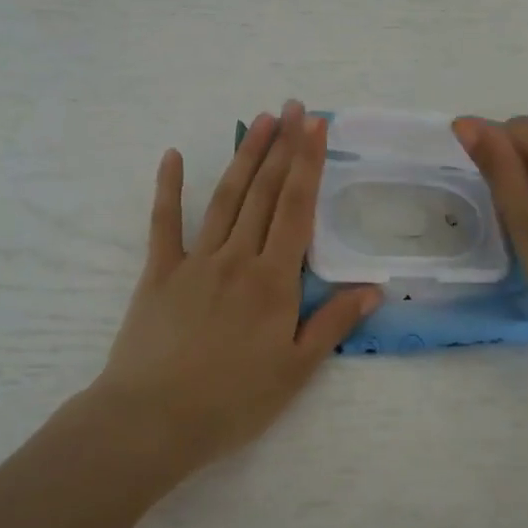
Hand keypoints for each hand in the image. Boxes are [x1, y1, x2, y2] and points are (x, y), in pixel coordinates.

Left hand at [93, 102, 380, 474]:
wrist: (153, 420)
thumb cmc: (232, 401)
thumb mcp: (295, 371)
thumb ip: (333, 324)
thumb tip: (373, 289)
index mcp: (274, 280)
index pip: (297, 209)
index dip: (308, 163)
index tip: (315, 126)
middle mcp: (238, 257)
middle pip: (265, 192)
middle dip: (282, 146)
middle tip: (293, 107)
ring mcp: (196, 260)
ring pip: (226, 197)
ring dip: (245, 156)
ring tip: (260, 120)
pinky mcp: (159, 271)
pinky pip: (164, 222)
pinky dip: (169, 187)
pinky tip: (173, 156)